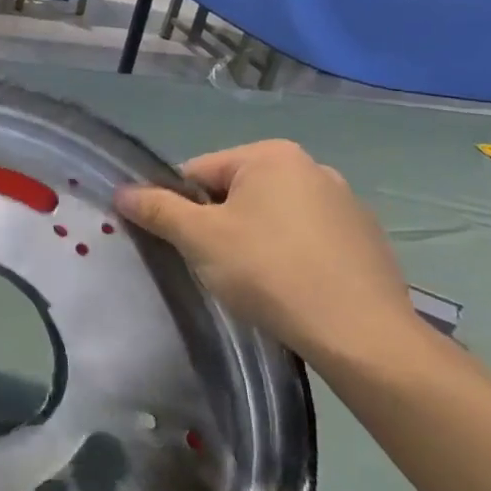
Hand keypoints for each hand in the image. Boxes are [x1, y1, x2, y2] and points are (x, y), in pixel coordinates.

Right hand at [115, 140, 420, 366]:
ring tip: (253, 282)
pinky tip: (291, 289)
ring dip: (253, 240)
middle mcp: (312, 167)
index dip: (179, 208)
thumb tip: (122, 191)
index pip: (198, 172)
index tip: (182, 245)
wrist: (361, 335)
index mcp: (271, 155)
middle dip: (218, 224)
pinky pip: (308, 239)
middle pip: (236, 192)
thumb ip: (156, 209)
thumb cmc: (269, 271)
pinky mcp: (368, 241)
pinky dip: (291, 256)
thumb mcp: (198, 238)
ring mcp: (347, 204)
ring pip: (273, 217)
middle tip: (214, 265)